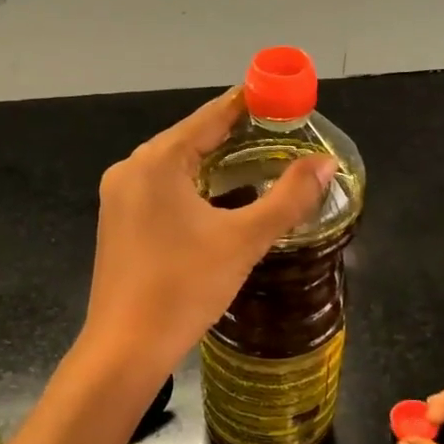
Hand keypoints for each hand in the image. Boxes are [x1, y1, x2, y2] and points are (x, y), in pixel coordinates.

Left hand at [83, 90, 336, 376]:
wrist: (125, 348)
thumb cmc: (184, 288)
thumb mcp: (244, 240)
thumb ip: (288, 198)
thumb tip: (325, 164)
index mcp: (157, 161)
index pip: (211, 117)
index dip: (248, 103)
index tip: (280, 96)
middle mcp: (131, 169)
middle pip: (190, 138)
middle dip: (234, 135)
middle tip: (278, 135)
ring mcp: (119, 197)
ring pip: (175, 166)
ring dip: (213, 163)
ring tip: (256, 165)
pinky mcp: (117, 224)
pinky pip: (161, 190)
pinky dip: (193, 187)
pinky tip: (217, 200)